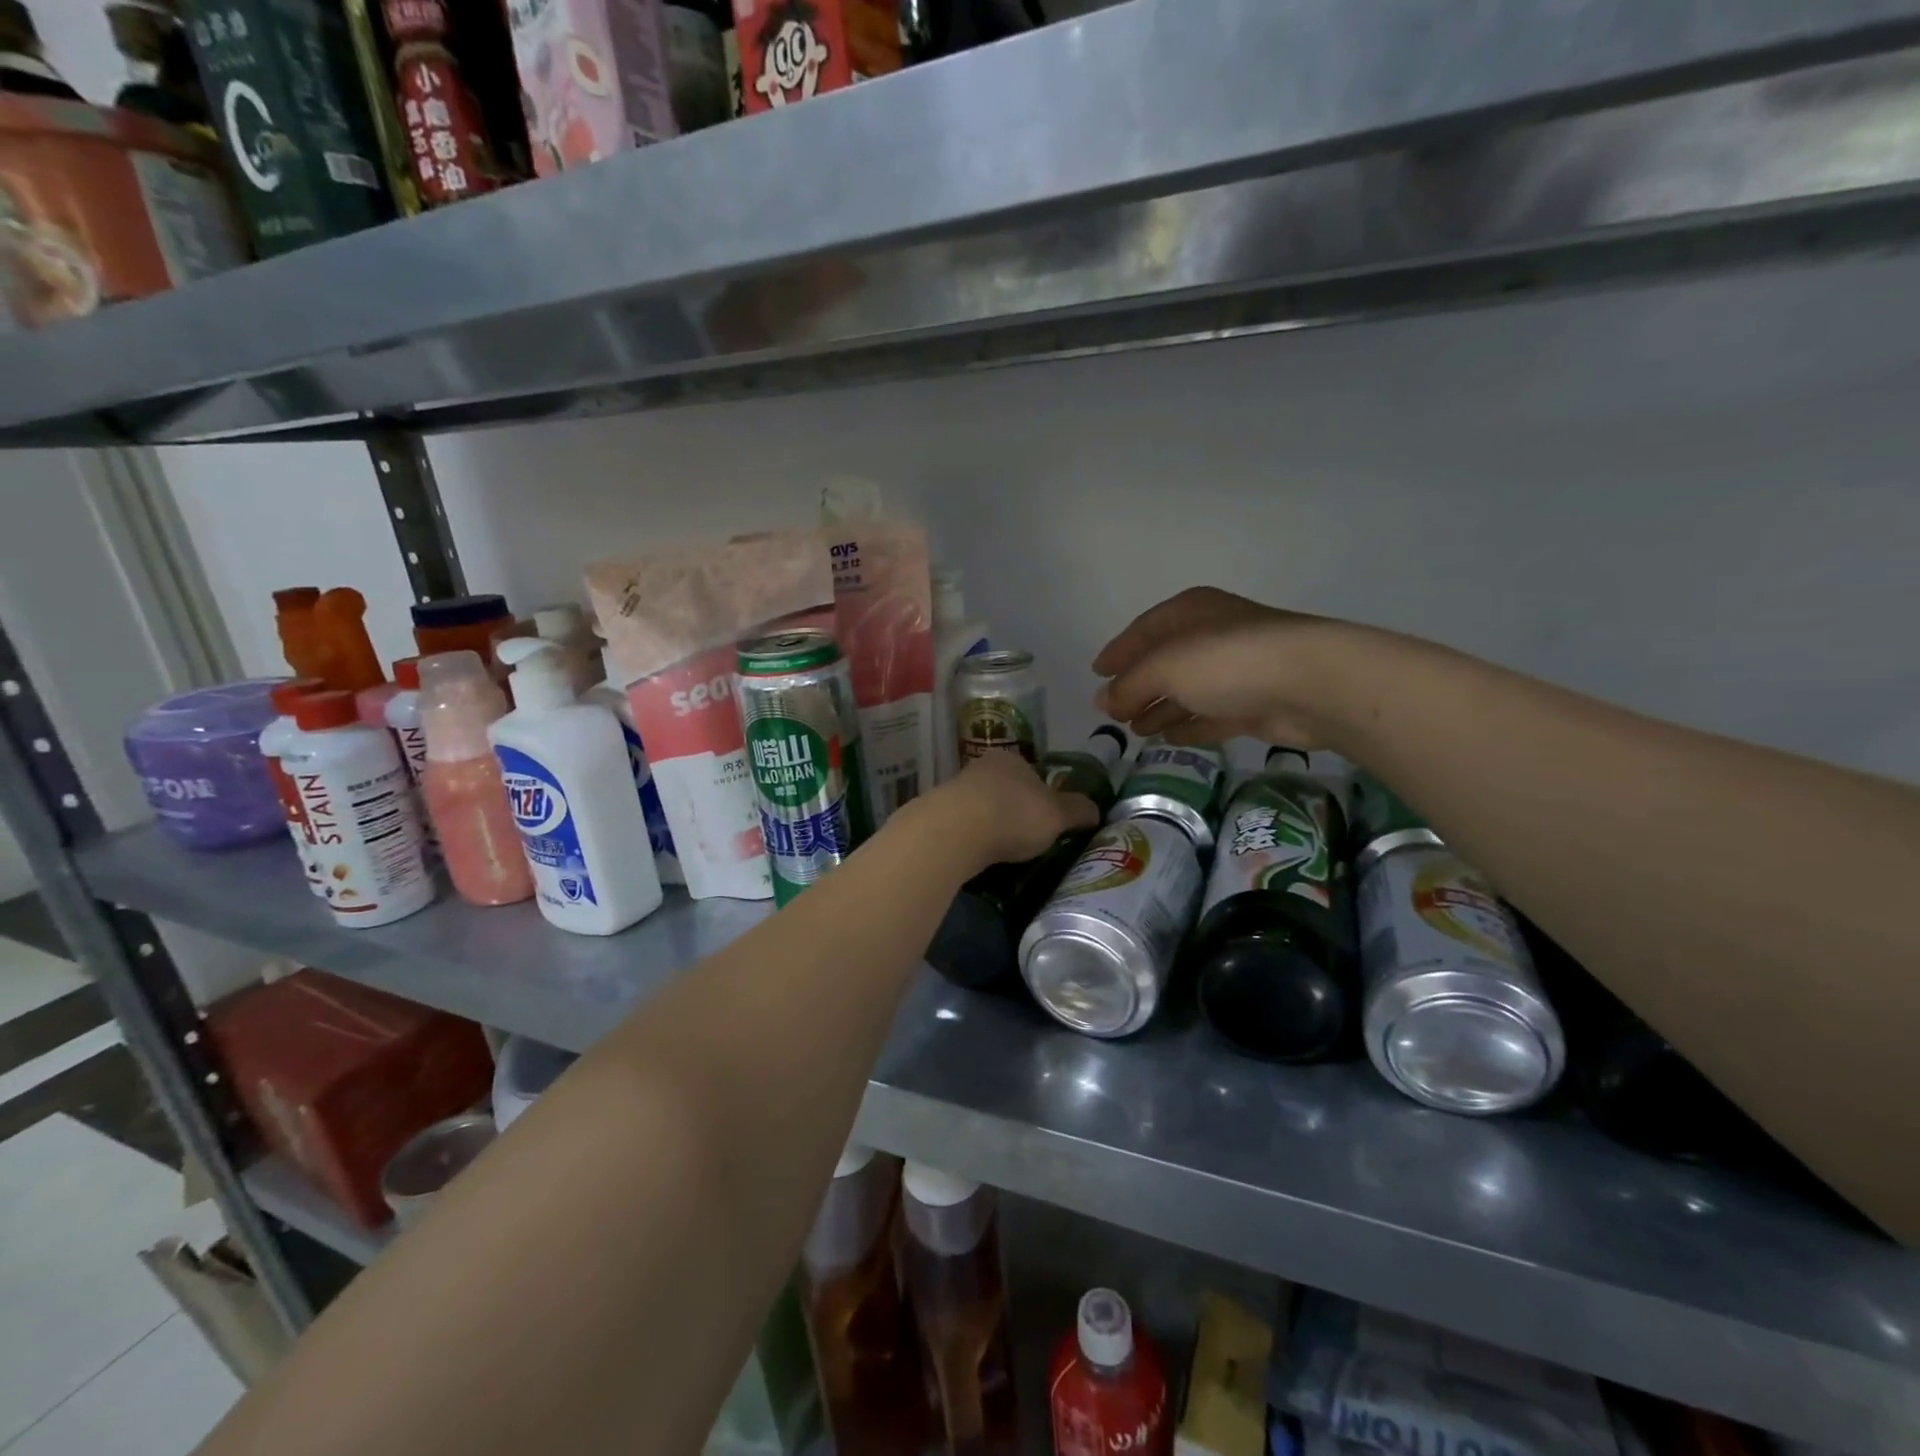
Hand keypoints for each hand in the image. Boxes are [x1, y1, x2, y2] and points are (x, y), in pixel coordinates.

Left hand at [923, 751, 1100, 872]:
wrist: (955, 831)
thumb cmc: (1014, 814)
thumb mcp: (1058, 814)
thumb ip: (1078, 810)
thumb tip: (1096, 810)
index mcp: (1011, 759)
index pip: (1032, 773)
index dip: (1043, 795)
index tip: (1048, 819)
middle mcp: (981, 767)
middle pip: (1005, 789)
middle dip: (1015, 810)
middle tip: (1028, 838)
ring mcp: (955, 790)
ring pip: (982, 807)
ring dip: (992, 825)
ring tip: (1005, 851)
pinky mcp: (937, 815)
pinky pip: (964, 827)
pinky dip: (974, 839)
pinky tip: (980, 855)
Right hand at [1092, 587, 1356, 749]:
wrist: (1311, 684)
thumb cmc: (1227, 661)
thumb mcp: (1165, 668)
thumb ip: (1130, 686)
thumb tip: (1101, 701)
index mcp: (1189, 612)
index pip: (1143, 630)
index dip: (1118, 651)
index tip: (1096, 673)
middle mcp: (1211, 636)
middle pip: (1164, 662)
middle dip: (1137, 687)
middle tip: (1112, 712)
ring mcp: (1235, 672)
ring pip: (1187, 692)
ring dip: (1160, 709)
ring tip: (1135, 731)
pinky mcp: (1253, 705)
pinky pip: (1210, 715)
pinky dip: (1188, 725)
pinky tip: (1168, 739)